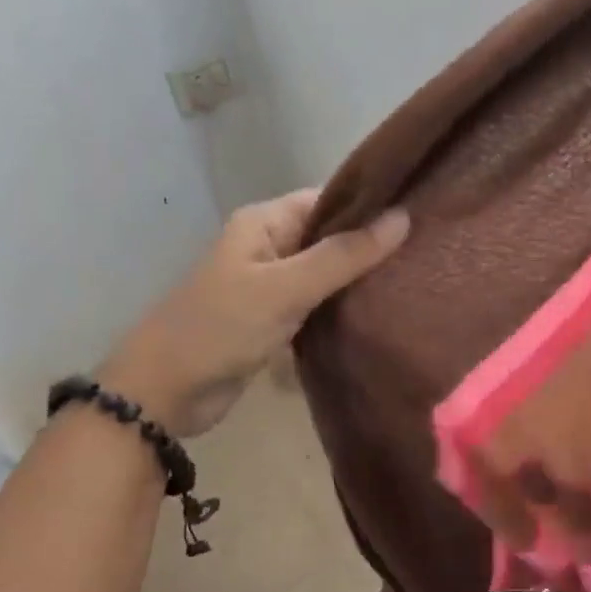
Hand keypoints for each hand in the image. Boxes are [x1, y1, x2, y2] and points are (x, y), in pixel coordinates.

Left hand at [100, 190, 408, 435]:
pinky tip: (380, 312)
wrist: (166, 392)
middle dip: (370, 245)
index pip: (328, 199)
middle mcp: (269, 246)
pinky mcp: (275, 321)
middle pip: (329, 236)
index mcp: (265, 223)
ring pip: (326, 273)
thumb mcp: (286, 288)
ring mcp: (272, 286)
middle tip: (424, 252)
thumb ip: (344, 255)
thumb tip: (402, 218)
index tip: (419, 213)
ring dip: (359, 279)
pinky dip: (343, 308)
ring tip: (414, 279)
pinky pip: (317, 304)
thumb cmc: (222, 327)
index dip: (370, 204)